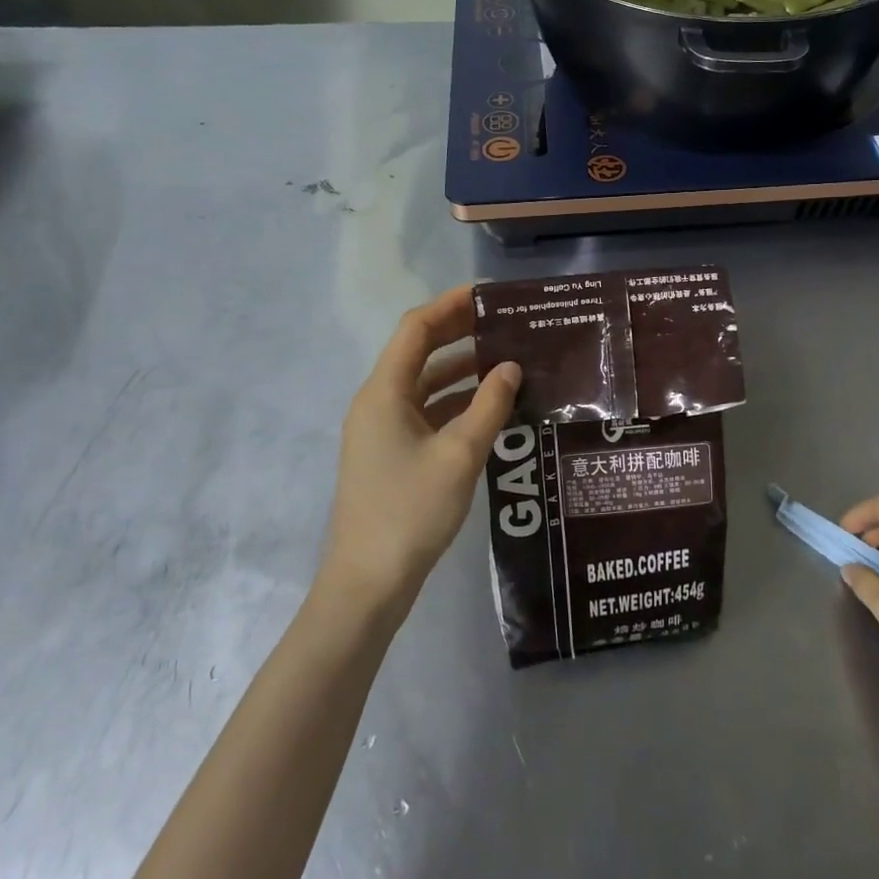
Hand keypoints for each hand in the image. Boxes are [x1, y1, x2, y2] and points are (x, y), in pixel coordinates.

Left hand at [321, 286, 521, 609]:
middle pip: (418, 352)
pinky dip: (455, 403)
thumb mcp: (460, 454)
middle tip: (505, 323)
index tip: (488, 294)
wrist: (368, 584)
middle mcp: (378, 402)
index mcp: (385, 392)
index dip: (450, 305)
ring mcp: (382, 430)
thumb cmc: (411, 511)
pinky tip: (490, 408)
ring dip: (461, 371)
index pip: (416, 328)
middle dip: (459, 334)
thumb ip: (489, 406)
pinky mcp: (391, 454)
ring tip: (507, 361)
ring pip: (424, 384)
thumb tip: (510, 367)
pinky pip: (425, 413)